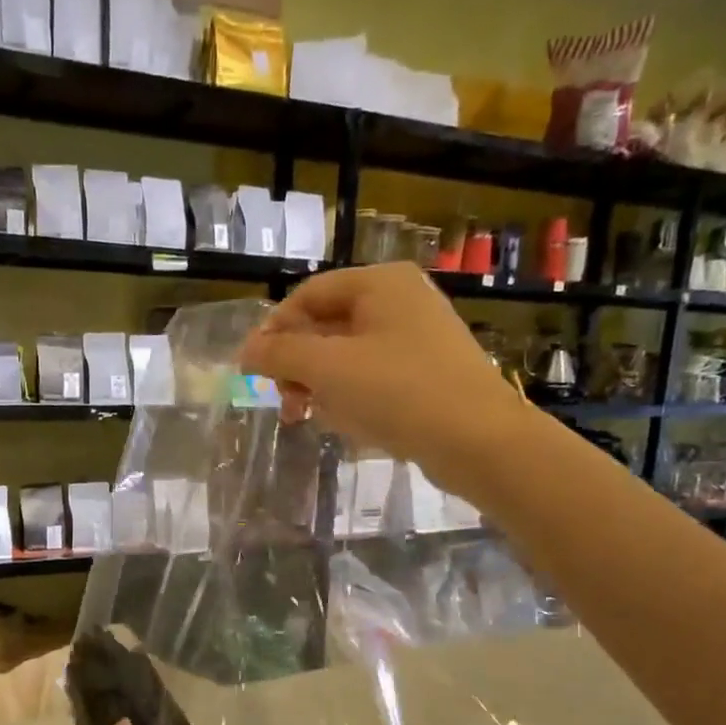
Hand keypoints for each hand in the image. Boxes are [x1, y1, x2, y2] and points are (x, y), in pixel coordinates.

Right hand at [238, 264, 523, 483]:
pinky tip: (347, 424)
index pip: (307, 295)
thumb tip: (246, 351)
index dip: (274, 331)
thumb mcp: (327, 369)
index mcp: (379, 283)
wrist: (479, 441)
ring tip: (313, 417)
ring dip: (321, 385)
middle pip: (326, 326)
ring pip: (347, 355)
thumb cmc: (398, 392)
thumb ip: (279, 354)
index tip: (254, 371)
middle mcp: (400, 301)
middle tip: (286, 402)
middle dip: (298, 365)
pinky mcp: (427, 373)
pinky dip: (351, 396)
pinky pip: (373, 377)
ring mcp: (417, 337)